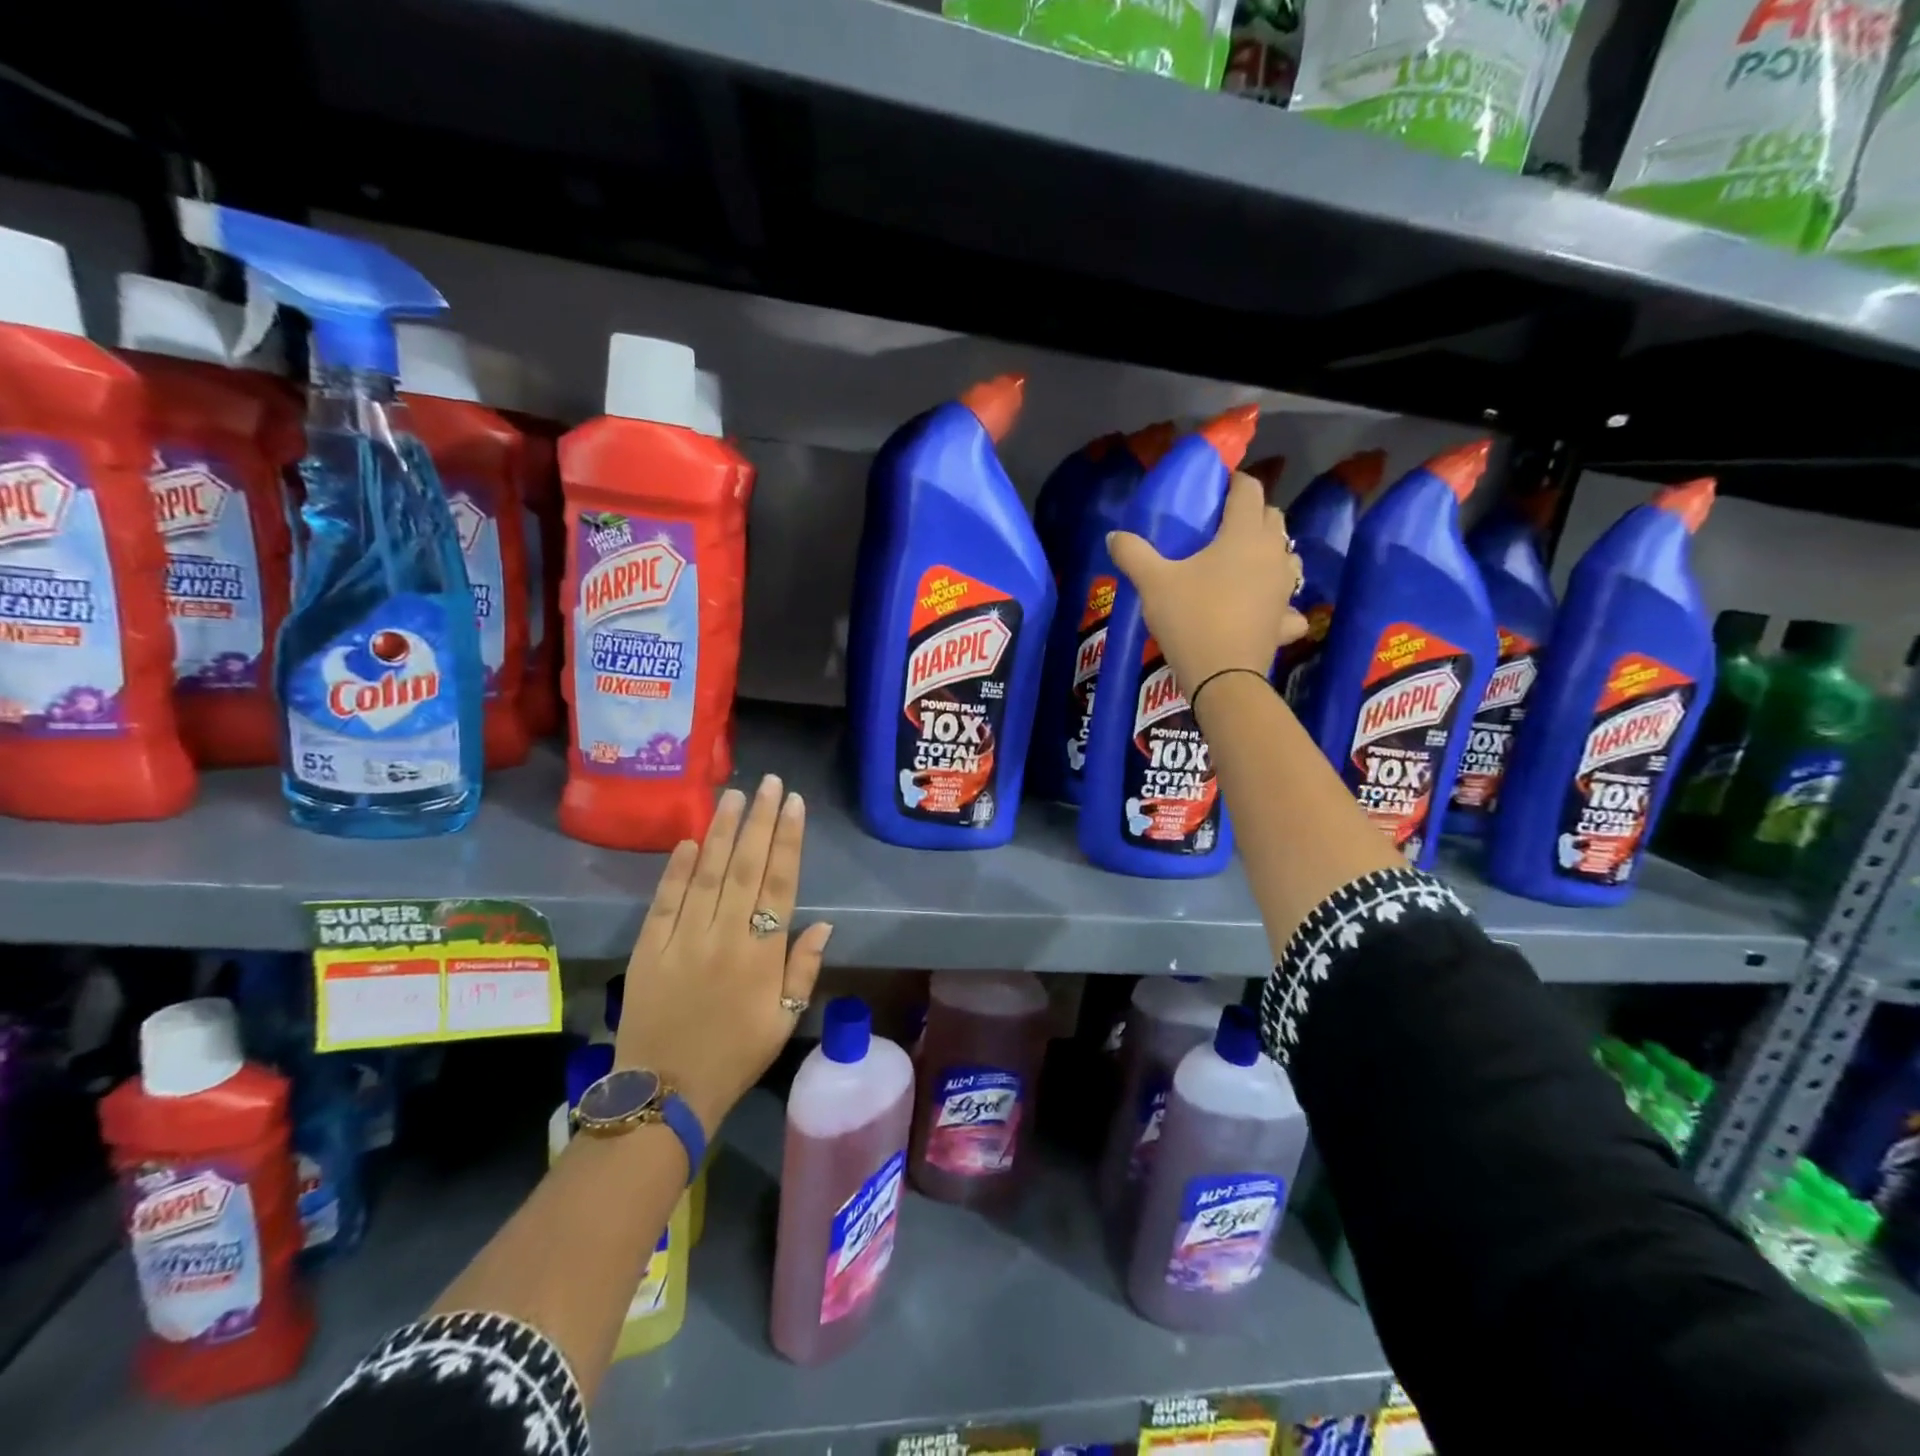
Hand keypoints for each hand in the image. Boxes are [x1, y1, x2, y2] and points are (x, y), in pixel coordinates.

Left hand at [614, 775, 831, 1136]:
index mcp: (761, 955)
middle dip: (760, 821)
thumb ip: (803, 969)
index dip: (788, 840)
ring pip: (707, 874)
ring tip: (734, 796)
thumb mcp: (784, 1020)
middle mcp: (724, 937)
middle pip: (746, 867)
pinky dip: (677, 869)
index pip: (780, 884)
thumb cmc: (735, 1056)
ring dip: (722, 832)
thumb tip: (823, 924)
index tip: (794, 804)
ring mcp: (683, 940)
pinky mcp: (649, 949)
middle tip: (769, 783)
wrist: (665, 1094)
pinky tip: (690, 840)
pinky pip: (665, 901)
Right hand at [1107, 470, 1306, 696]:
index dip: (1234, 482)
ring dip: (1270, 553)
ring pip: (1287, 556)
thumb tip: (1113, 535)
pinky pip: (1289, 605)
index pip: (1248, 490)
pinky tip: (1264, 610)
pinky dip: (1279, 604)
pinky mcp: (1285, 620)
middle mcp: (1273, 553)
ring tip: (1244, 564)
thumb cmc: (1190, 618)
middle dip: (1251, 514)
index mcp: (1244, 534)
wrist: (1222, 676)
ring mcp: (1284, 588)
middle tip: (1222, 526)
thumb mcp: (1153, 583)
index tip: (1216, 488)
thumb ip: (1133, 553)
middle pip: (1272, 518)